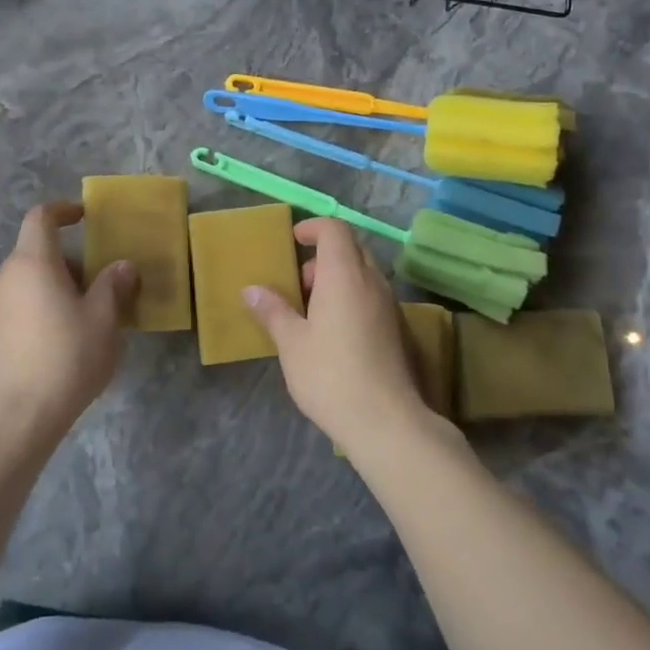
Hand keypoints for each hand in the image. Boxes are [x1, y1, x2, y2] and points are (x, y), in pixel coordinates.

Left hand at [0, 202, 137, 434]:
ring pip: (30, 279)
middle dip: (71, 259)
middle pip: (37, 251)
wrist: (20, 415)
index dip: (63, 210)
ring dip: (59, 284)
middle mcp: (7, 276)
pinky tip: (65, 336)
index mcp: (32, 262)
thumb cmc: (67, 356)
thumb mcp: (104, 318)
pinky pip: (21, 302)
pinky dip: (44, 304)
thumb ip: (113, 285)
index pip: (41, 218)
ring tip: (89, 313)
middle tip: (103, 281)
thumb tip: (122, 266)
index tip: (86, 216)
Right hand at [242, 218, 440, 457]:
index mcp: (344, 275)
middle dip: (323, 258)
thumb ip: (273, 311)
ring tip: (310, 313)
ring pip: (363, 275)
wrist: (386, 421)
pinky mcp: (398, 330)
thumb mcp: (291, 343)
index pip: (335, 229)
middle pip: (351, 250)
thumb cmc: (330, 374)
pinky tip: (333, 334)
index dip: (313, 228)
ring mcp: (389, 306)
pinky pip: (372, 298)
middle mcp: (372, 282)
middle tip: (298, 285)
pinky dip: (351, 300)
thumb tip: (252, 290)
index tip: (293, 240)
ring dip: (337, 281)